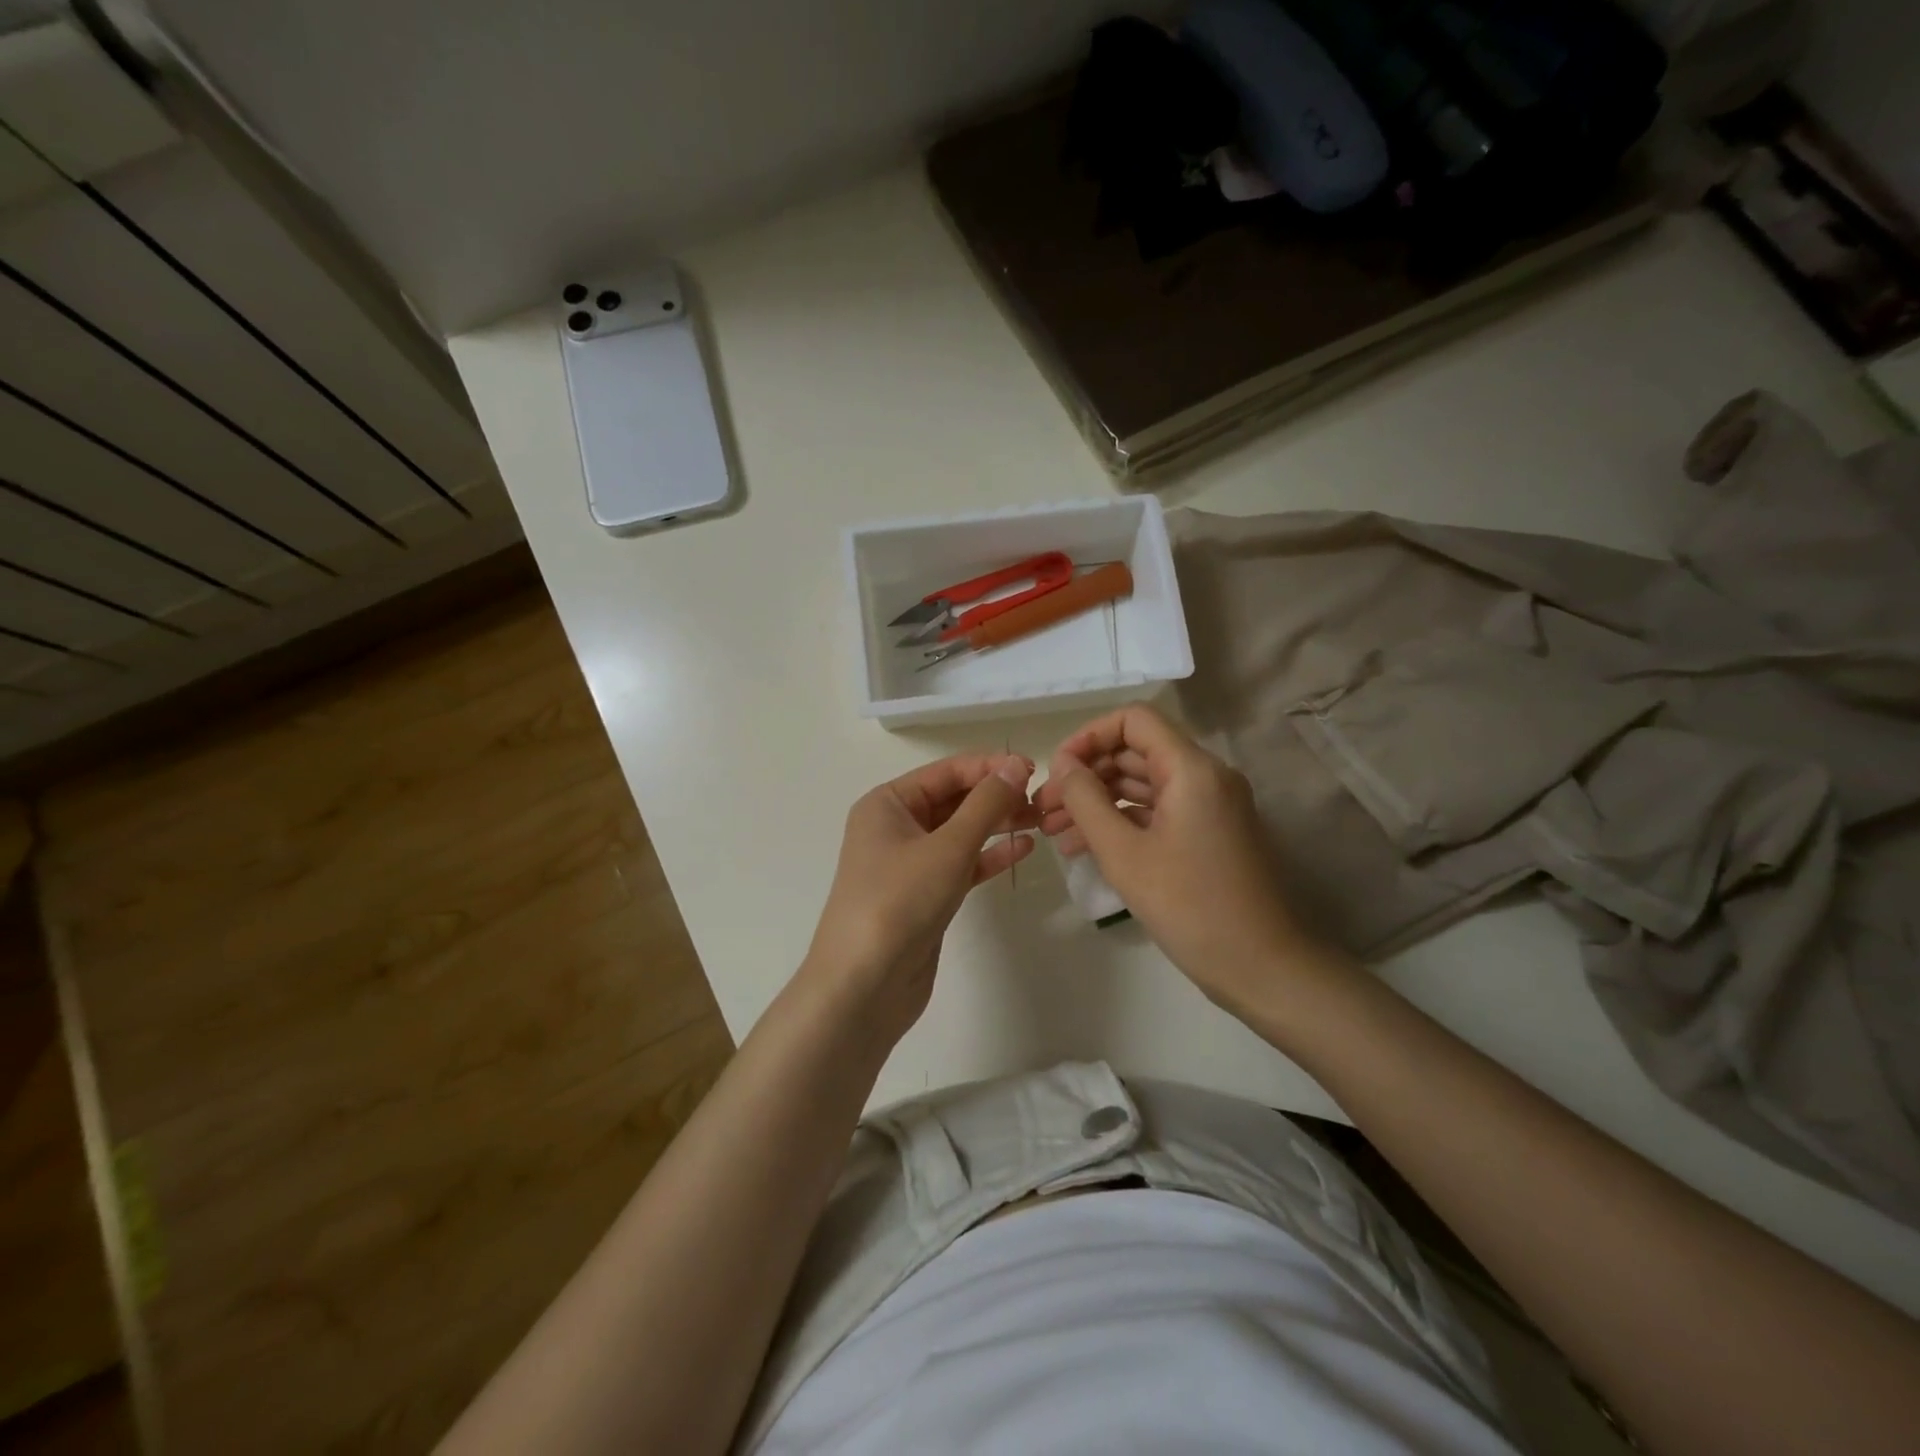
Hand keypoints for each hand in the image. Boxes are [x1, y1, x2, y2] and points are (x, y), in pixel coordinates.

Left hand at [802, 753, 1037, 1040]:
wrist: (863, 985)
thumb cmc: (899, 902)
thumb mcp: (947, 847)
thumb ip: (986, 804)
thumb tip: (1017, 765)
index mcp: (887, 804)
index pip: (946, 772)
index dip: (989, 767)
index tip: (1034, 769)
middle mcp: (894, 827)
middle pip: (953, 800)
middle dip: (995, 797)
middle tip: (1042, 799)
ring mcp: (908, 864)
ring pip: (959, 833)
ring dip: (997, 825)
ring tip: (1040, 821)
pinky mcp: (924, 896)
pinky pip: (960, 865)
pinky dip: (988, 857)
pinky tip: (1023, 850)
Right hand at [1035, 703, 1312, 1015]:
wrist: (1260, 967)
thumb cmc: (1188, 906)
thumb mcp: (1123, 852)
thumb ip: (1086, 800)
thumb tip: (1062, 764)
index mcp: (1192, 769)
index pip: (1133, 720)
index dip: (1089, 736)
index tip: (1057, 771)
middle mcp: (1206, 776)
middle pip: (1136, 753)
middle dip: (1086, 775)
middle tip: (1044, 808)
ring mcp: (1210, 805)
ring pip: (1143, 785)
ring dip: (1098, 801)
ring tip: (1054, 831)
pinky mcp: (1208, 833)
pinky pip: (1158, 811)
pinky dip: (1122, 821)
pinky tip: (1084, 846)